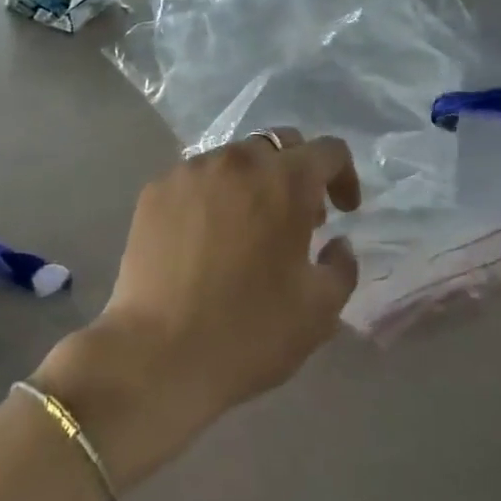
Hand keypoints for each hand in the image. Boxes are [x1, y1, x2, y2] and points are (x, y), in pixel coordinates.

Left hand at [32, 129, 361, 489]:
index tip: (344, 211)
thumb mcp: (320, 309)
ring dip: (252, 183)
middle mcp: (239, 160)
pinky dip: (212, 197)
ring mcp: (191, 171)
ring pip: (234, 160)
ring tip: (248, 228)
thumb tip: (337, 243)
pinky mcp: (155, 191)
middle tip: (298, 219)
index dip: (344, 176)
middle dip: (297, 173)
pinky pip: (196, 179)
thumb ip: (342, 265)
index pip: (329, 150)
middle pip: (279, 145)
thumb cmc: (250, 331)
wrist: (158, 355)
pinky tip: (206, 239)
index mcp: (286, 179)